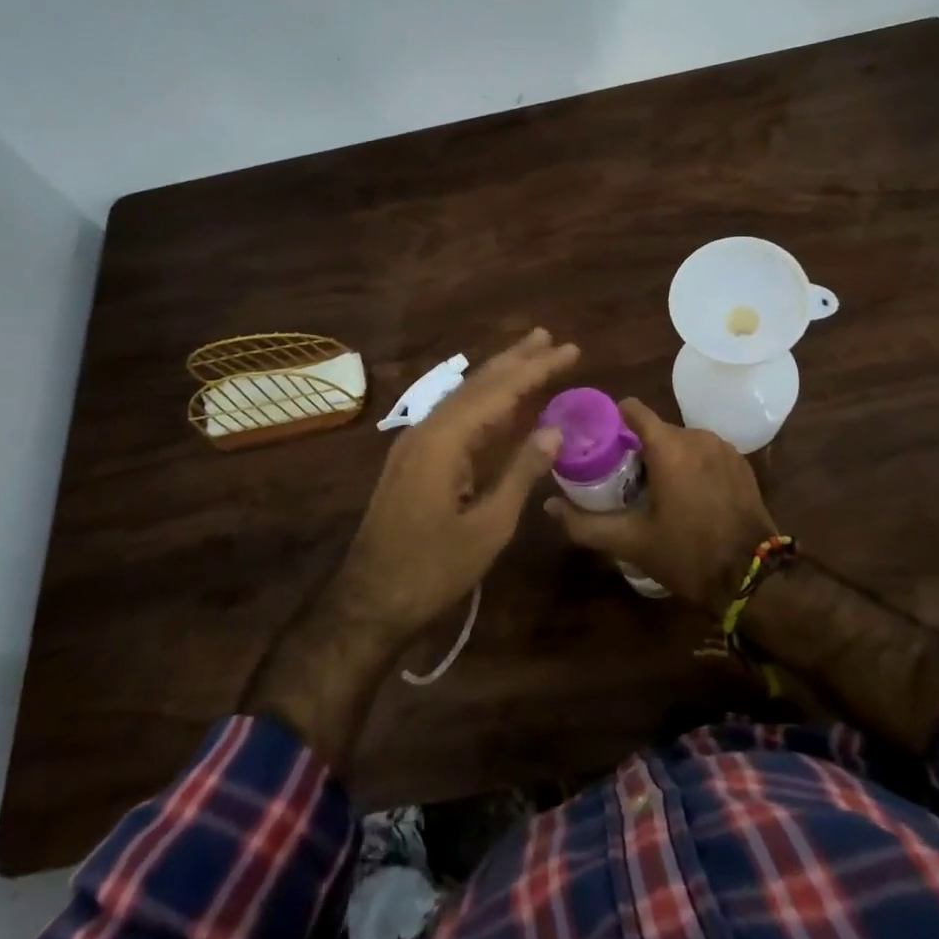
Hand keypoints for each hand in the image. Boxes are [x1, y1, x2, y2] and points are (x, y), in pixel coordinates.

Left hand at [331, 328, 579, 641]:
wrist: (369, 602)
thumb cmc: (433, 569)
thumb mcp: (489, 526)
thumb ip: (521, 473)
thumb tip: (554, 431)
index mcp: (444, 440)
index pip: (499, 391)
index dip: (536, 369)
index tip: (569, 349)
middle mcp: (426, 430)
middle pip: (477, 384)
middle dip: (515, 360)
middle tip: (549, 337)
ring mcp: (416, 445)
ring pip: (464, 399)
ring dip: (498, 377)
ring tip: (530, 357)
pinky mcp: (414, 461)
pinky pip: (455, 420)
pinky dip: (483, 406)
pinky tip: (499, 405)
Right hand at [544, 398, 779, 615]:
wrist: (754, 578)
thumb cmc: (687, 554)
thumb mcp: (630, 542)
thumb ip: (584, 523)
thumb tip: (548, 506)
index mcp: (668, 446)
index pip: (631, 409)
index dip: (610, 420)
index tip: (597, 443)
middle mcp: (697, 435)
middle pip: (655, 429)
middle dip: (637, 449)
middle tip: (622, 480)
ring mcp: (723, 448)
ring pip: (681, 441)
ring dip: (666, 458)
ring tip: (655, 491)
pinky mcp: (741, 463)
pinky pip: (705, 453)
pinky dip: (692, 465)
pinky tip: (688, 496)